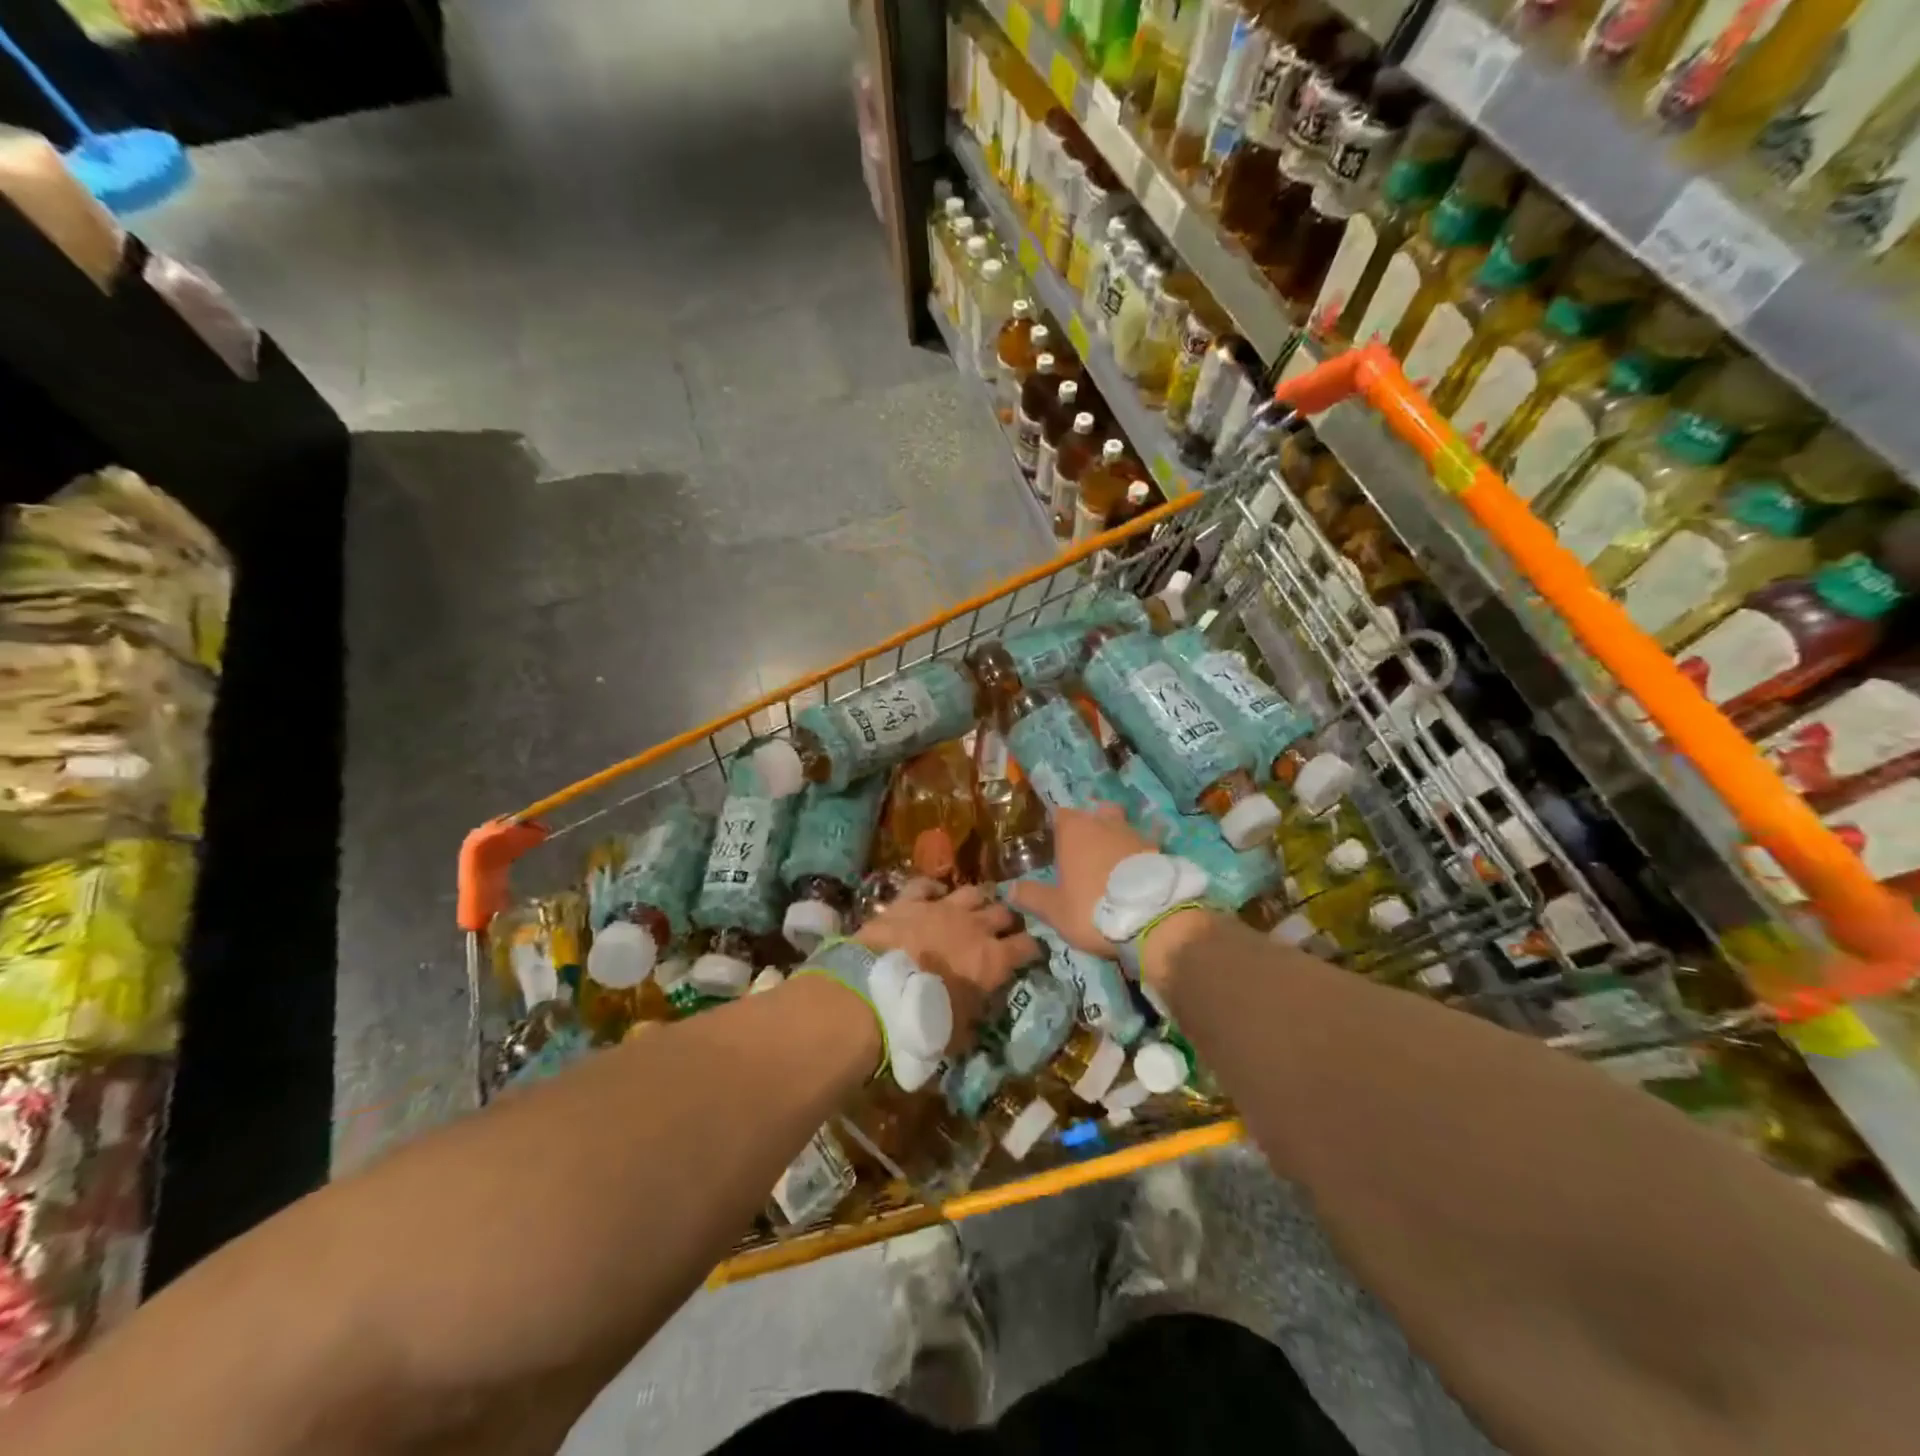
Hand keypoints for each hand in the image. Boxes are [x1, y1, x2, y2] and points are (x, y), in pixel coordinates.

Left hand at [855, 881, 1040, 1046]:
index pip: (1029, 946)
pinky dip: (933, 889)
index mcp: (993, 960)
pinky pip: (926, 886)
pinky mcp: (910, 900)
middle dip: (1008, 920)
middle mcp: (974, 927)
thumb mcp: (959, 1034)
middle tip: (1004, 930)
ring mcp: (942, 908)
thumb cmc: (923, 1021)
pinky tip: (934, 894)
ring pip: (972, 892)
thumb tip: (977, 1017)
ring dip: (978, 900)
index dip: (1033, 948)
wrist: (877, 992)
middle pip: (1004, 912)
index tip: (1032, 953)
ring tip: (976, 908)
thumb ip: (974, 1018)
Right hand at [1004, 803, 1154, 956]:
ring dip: (1117, 838)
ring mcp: (1135, 834)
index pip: (1060, 814)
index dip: (1058, 826)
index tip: (1055, 842)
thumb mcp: (1055, 910)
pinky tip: (1143, 870)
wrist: (1153, 919)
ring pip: (1123, 826)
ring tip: (1114, 862)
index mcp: (1074, 831)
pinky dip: (1142, 854)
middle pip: (1095, 813)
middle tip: (1085, 849)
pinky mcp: (1160, 850)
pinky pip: (1147, 846)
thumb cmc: (1092, 909)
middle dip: (1091, 824)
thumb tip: (1010, 889)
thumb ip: (1031, 896)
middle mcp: (1104, 823)